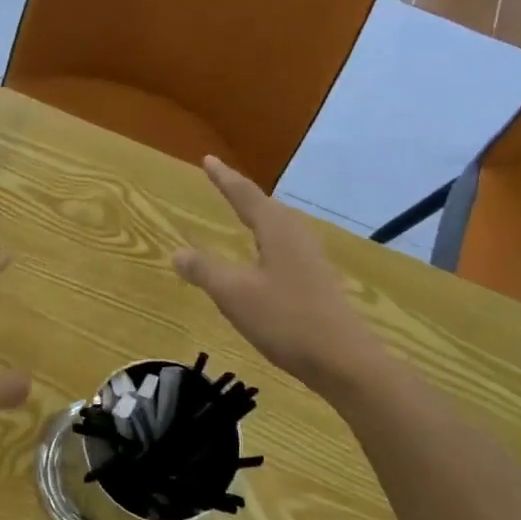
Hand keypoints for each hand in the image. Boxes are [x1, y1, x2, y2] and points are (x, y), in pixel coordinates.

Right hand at [174, 157, 386, 391]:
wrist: (342, 359)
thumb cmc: (285, 319)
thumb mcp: (235, 294)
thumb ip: (205, 271)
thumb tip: (178, 252)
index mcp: (277, 231)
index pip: (245, 196)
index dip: (224, 179)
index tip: (208, 160)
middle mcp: (297, 237)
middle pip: (267, 207)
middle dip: (243, 195)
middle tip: (223, 183)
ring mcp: (312, 260)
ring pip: (279, 228)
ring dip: (259, 218)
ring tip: (243, 215)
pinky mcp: (318, 282)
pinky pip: (286, 249)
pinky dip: (267, 243)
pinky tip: (265, 260)